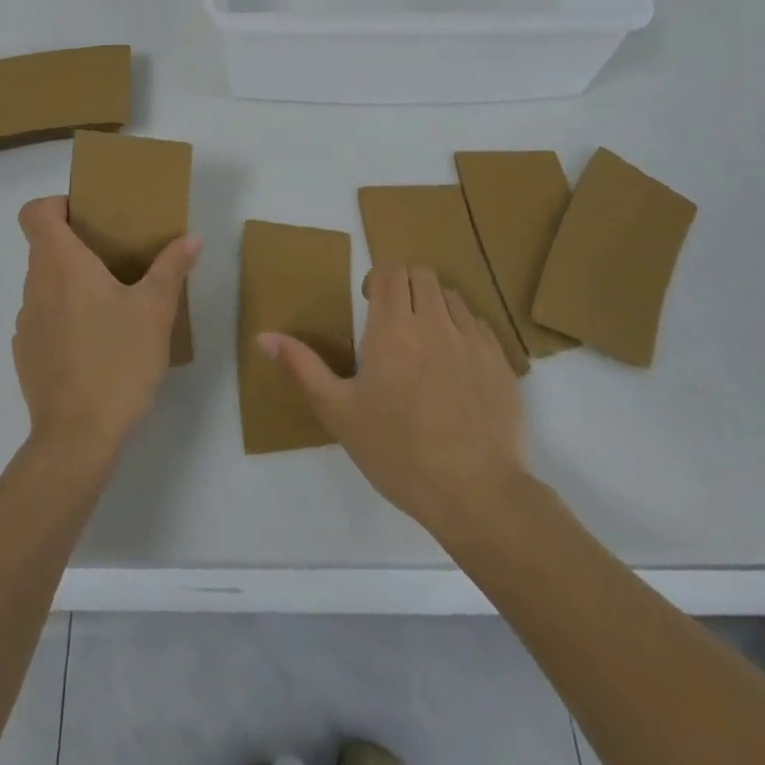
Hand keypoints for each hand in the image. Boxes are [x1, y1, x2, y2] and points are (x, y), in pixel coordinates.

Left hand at [13, 196, 201, 460]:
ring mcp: (25, 322)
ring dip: (72, 282)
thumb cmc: (118, 361)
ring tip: (112, 301)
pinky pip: (44, 317)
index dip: (57, 204)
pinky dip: (65, 316)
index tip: (89, 216)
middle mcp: (35, 286)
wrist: (77, 437)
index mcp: (61, 264)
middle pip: (43, 246)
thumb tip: (190, 238)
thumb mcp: (156, 311)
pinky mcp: (25, 354)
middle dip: (77, 244)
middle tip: (117, 255)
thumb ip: (172, 268)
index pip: (35, 212)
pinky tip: (96, 342)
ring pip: (44, 283)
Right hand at [264, 264, 529, 542]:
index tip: (369, 306)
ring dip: (434, 306)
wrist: (475, 493)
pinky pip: (479, 325)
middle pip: (421, 274)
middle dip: (404, 286)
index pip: (390, 271)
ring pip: (451, 295)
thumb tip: (263, 336)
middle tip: (394, 323)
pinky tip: (455, 367)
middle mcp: (435, 322)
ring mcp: (473, 340)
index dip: (377, 280)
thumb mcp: (338, 412)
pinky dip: (462, 330)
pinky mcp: (501, 361)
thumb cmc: (397, 452)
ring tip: (425, 344)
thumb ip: (302, 367)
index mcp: (393, 329)